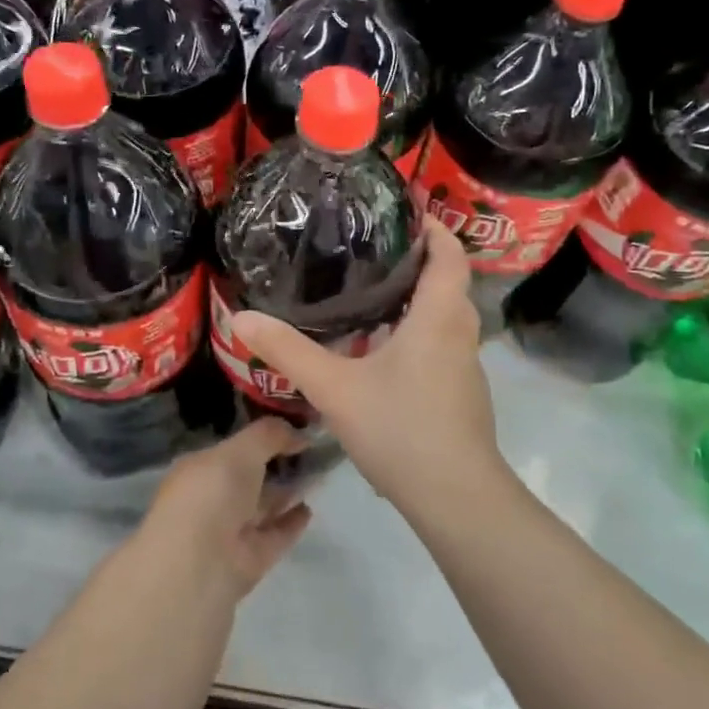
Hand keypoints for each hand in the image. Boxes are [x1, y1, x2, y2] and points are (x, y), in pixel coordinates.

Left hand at [143, 419, 314, 599]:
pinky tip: (310, 508)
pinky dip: (291, 521)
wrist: (200, 565)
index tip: (294, 425)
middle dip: (278, 463)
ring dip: (289, 490)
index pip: (233, 448)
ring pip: (264, 505)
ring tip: (321, 474)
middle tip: (315, 448)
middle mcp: (212, 498)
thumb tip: (300, 432)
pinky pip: (275, 534)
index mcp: (200, 468)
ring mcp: (231, 530)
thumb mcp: (240, 450)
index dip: (262, 436)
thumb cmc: (212, 495)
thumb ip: (270, 435)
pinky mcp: (250, 558)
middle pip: (250, 477)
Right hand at [229, 222, 509, 511]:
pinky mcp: (463, 394)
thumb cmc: (400, 429)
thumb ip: (288, 352)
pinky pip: (444, 346)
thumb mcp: (334, 388)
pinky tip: (384, 352)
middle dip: (421, 262)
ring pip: (447, 318)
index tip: (408, 212)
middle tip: (376, 250)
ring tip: (375, 295)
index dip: (434, 229)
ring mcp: (466, 367)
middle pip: (450, 283)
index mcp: (438, 317)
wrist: (455, 497)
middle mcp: (460, 333)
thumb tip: (241, 318)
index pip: (450, 255)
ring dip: (420, 301)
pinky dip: (420, 333)